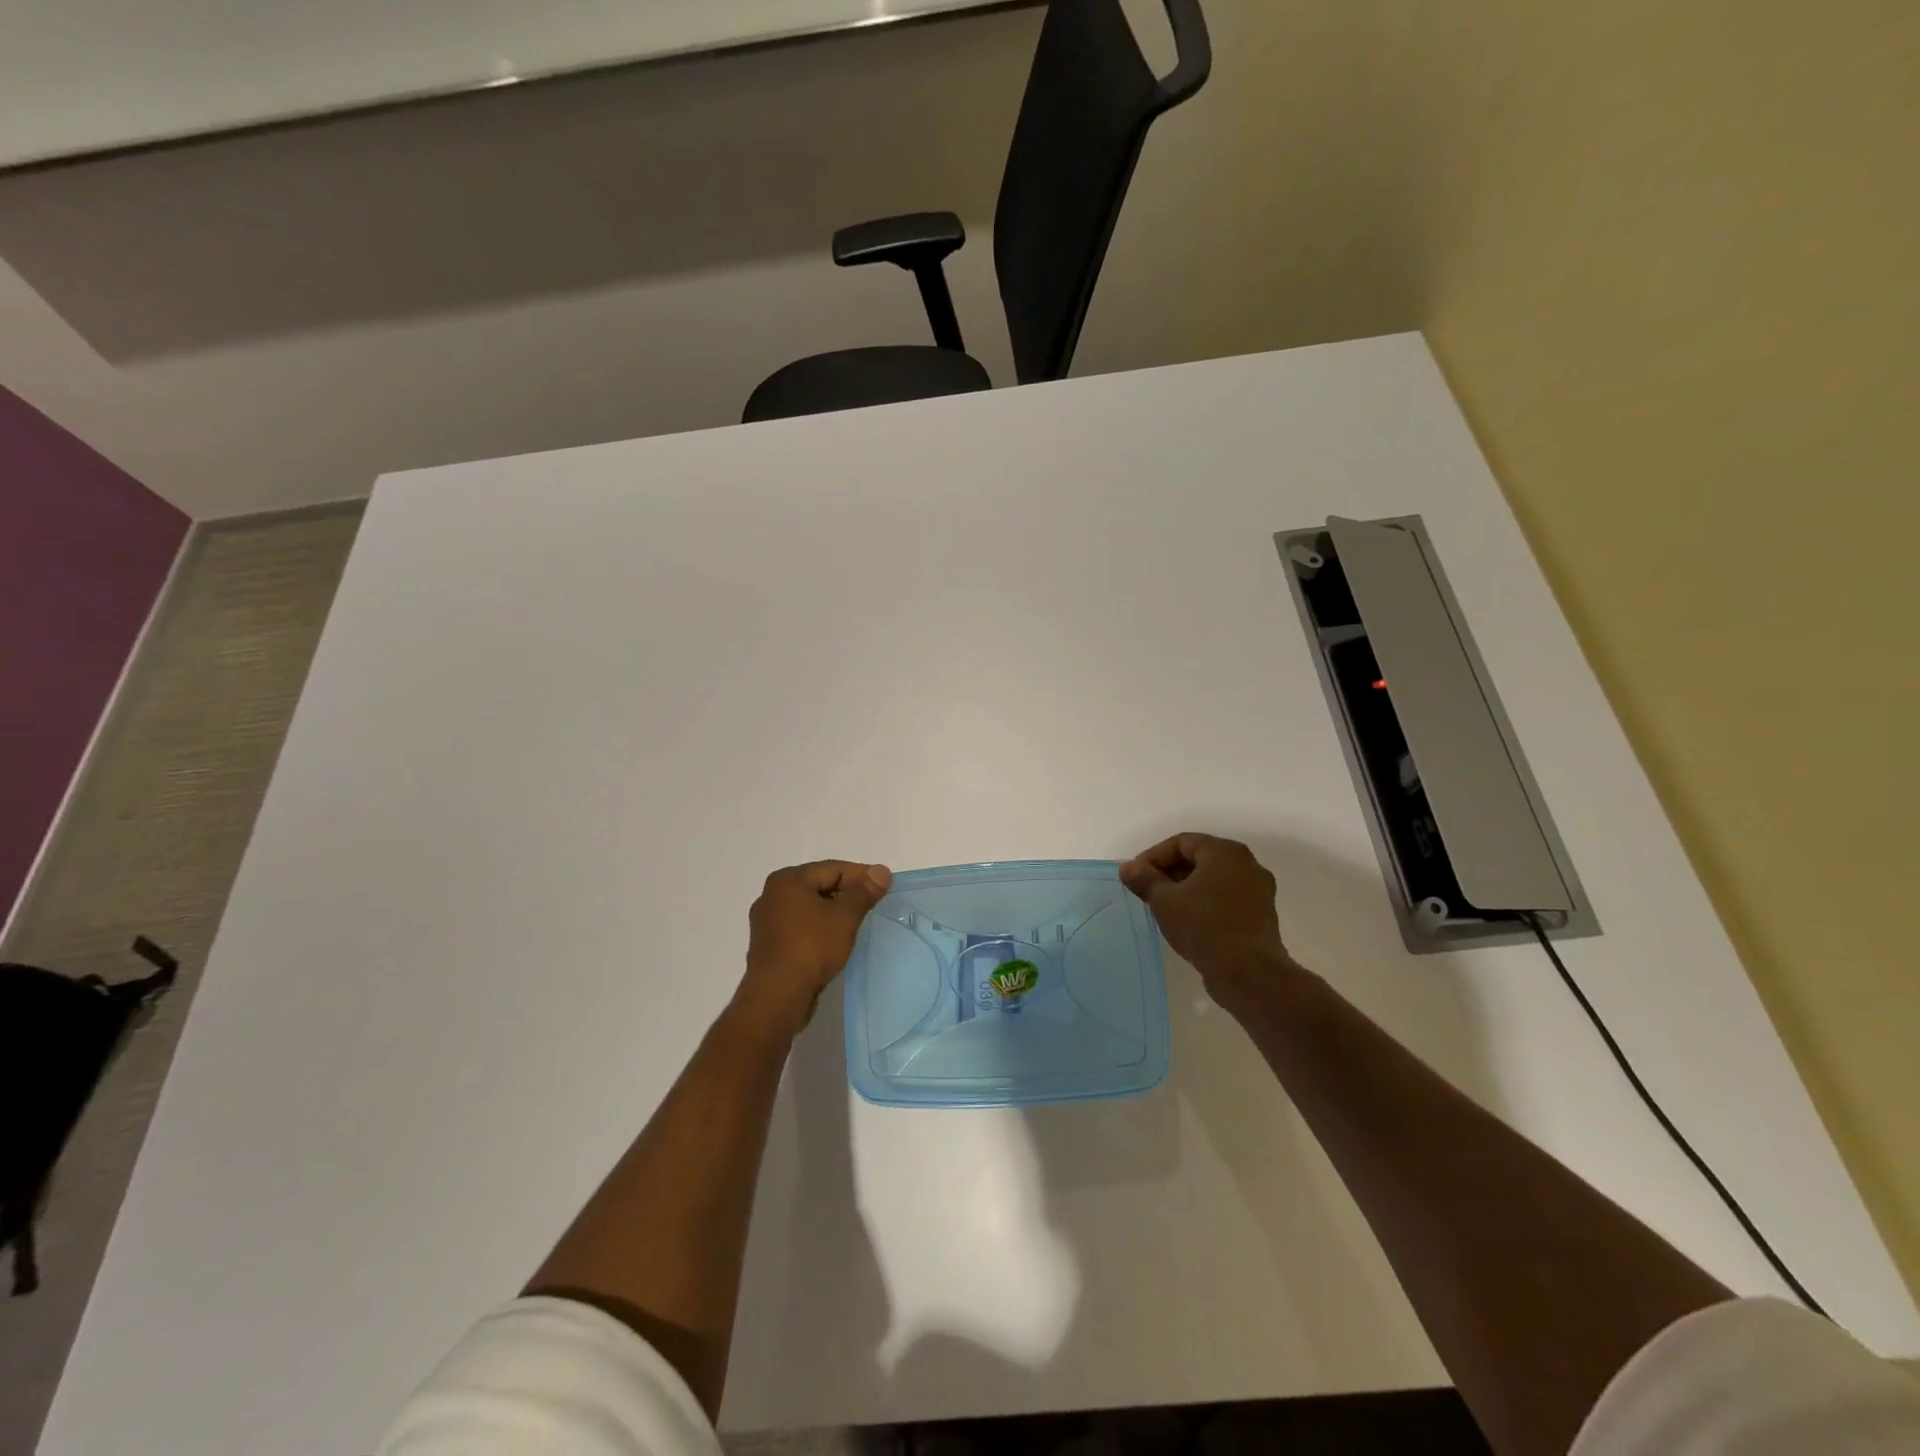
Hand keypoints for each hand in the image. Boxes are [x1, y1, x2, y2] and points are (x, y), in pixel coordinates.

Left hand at [737, 860, 891, 1035]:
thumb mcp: (844, 917)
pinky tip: (834, 941)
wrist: (777, 997)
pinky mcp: (769, 945)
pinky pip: (801, 927)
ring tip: (857, 923)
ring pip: (810, 907)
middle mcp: (772, 895)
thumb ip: (864, 892)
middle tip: (873, 905)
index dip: (861, 875)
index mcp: (787, 880)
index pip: (833, 868)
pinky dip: (819, 928)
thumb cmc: (811, 948)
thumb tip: (881, 870)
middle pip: (819, 885)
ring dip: (833, 912)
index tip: (884, 887)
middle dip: (847, 893)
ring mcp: (767, 921)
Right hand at [1119, 834, 1294, 1003]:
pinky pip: (1226, 899)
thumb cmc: (1204, 926)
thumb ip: (1144, 879)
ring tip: (1164, 907)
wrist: (1248, 973)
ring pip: (1214, 880)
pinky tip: (1187, 922)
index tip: (1135, 876)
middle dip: (1170, 872)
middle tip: (1147, 890)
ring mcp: (1258, 891)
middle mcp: (1247, 864)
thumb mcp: (1164, 901)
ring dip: (1186, 889)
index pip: (1182, 842)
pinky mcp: (1261, 916)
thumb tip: (1129, 868)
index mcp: (1225, 852)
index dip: (1154, 856)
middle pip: (1200, 859)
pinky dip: (1205, 904)